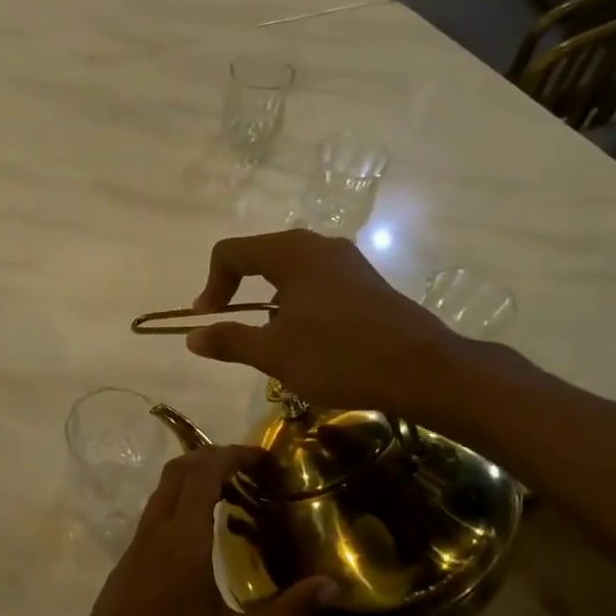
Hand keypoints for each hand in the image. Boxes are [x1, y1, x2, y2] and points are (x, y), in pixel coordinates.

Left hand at [59, 445, 331, 615]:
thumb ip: (287, 613)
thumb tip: (331, 584)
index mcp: (183, 540)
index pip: (204, 473)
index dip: (233, 455)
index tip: (264, 457)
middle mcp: (156, 530)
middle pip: (180, 470)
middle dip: (215, 457)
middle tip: (252, 469)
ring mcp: (137, 543)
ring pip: (164, 488)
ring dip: (195, 476)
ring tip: (233, 492)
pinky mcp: (128, 559)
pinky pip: (156, 510)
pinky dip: (181, 499)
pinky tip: (201, 530)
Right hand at [185, 229, 465, 417]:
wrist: (422, 369)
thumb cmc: (338, 356)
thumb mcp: (274, 353)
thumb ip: (229, 340)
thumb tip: (193, 337)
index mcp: (291, 253)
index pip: (231, 252)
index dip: (211, 285)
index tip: (208, 320)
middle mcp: (319, 246)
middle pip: (261, 256)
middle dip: (239, 290)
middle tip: (233, 326)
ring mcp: (348, 262)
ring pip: (291, 271)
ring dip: (270, 300)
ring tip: (272, 340)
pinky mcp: (367, 282)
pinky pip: (318, 283)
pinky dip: (299, 304)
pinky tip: (310, 340)